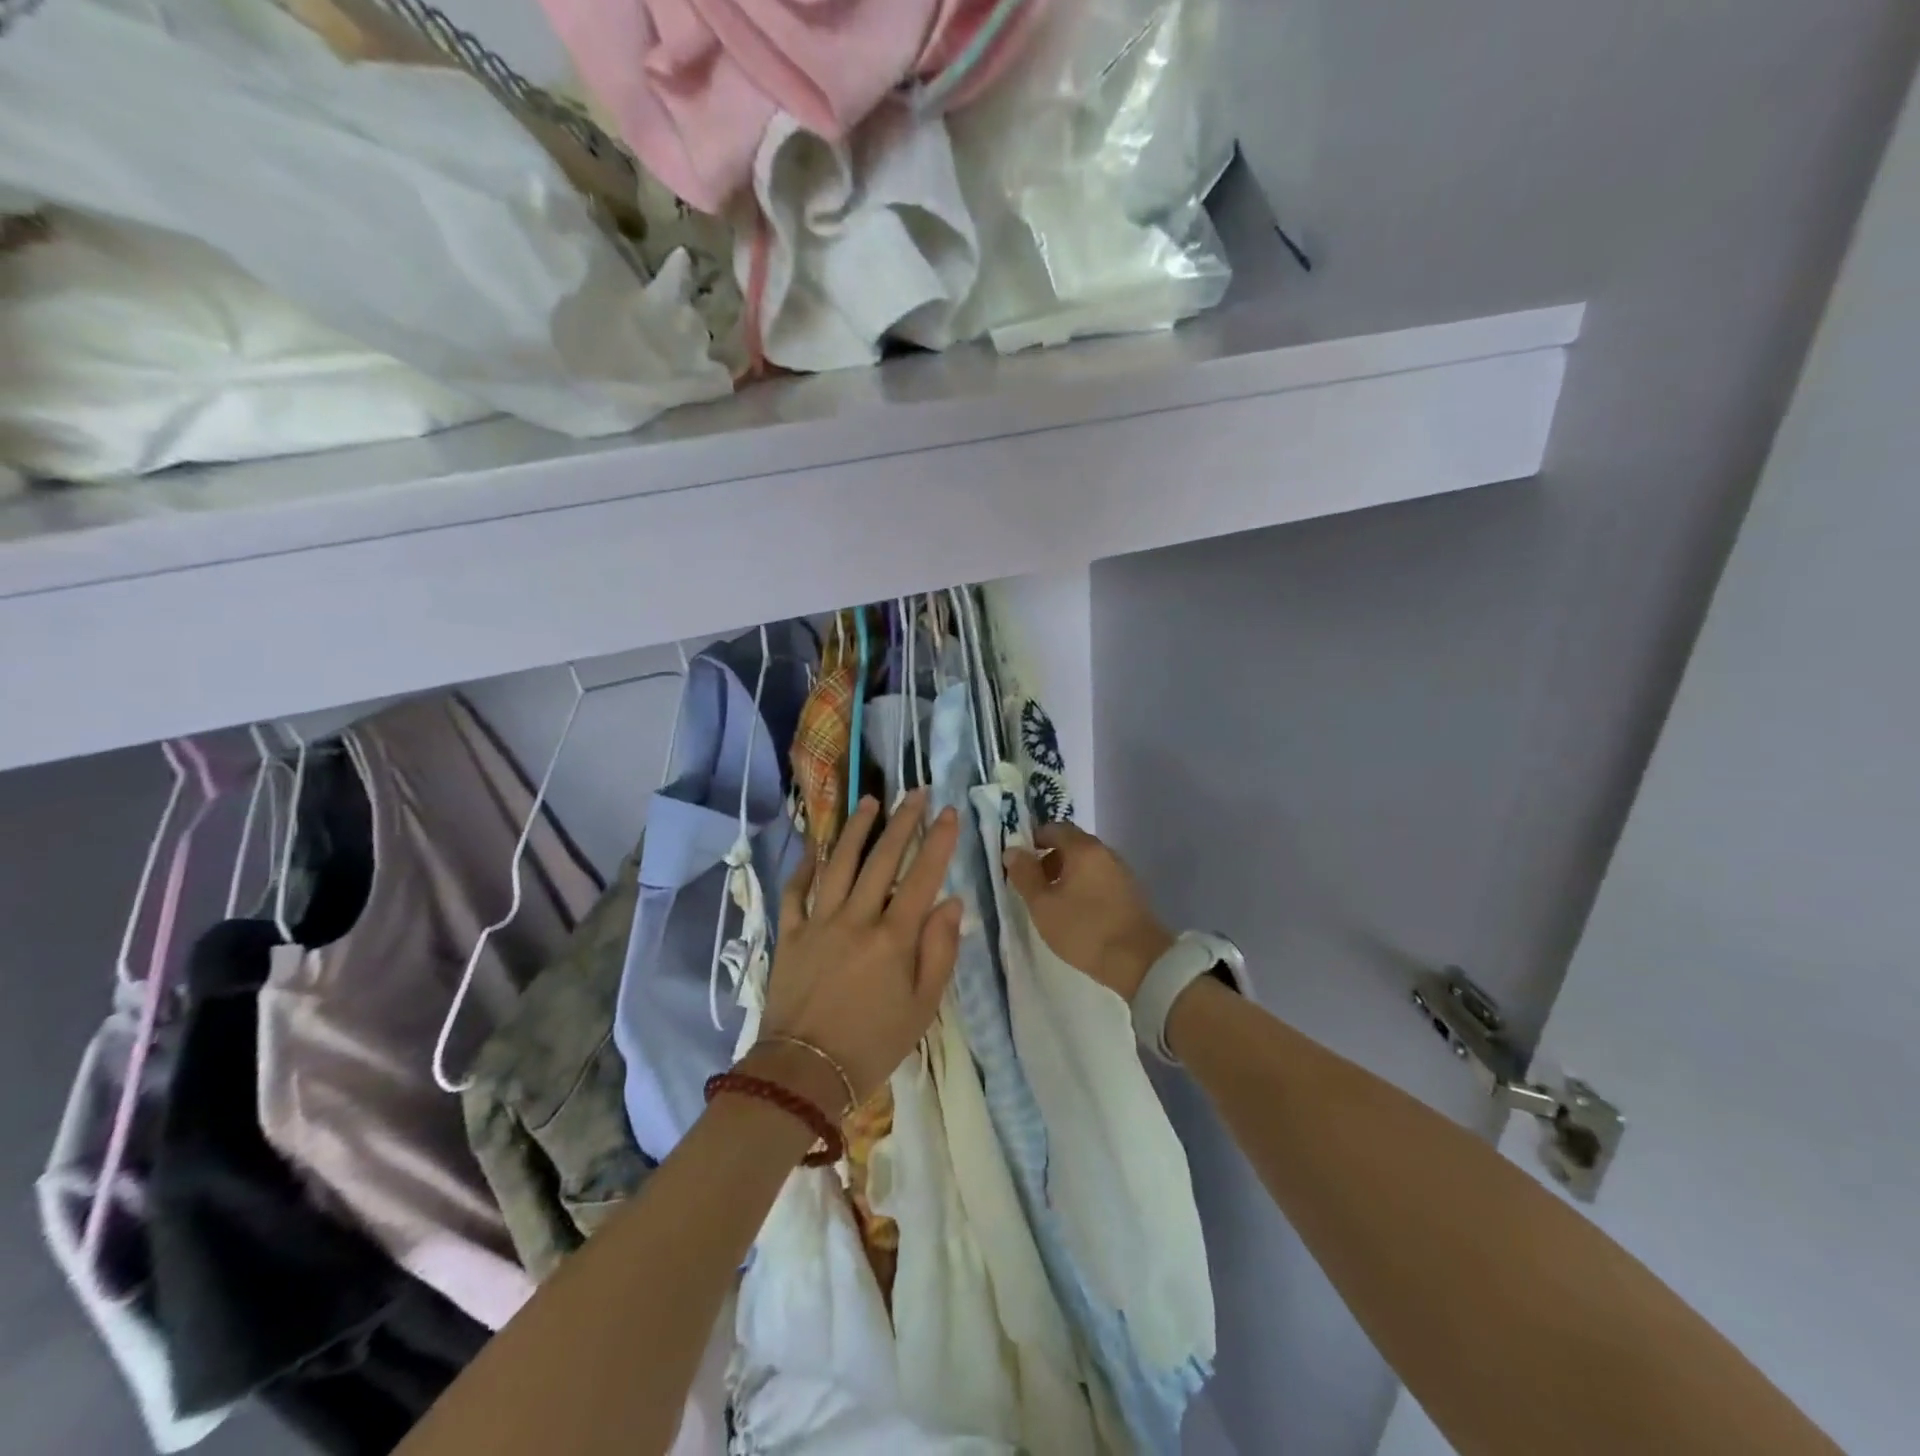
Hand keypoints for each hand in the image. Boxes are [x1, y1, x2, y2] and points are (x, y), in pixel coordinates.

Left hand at [752, 790, 962, 1111]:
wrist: (803, 1073)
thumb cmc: (873, 1044)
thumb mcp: (923, 1007)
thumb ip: (940, 951)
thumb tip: (952, 902)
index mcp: (894, 938)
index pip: (923, 876)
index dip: (939, 841)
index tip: (949, 811)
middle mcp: (857, 918)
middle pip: (882, 859)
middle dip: (903, 821)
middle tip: (917, 793)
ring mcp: (819, 922)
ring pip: (839, 863)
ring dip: (857, 830)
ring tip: (871, 801)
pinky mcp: (790, 934)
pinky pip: (796, 891)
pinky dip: (806, 865)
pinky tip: (816, 845)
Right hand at [1003, 822, 1173, 1001]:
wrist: (1139, 961)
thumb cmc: (1083, 929)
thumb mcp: (1043, 905)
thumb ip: (1025, 875)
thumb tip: (1012, 851)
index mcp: (1083, 848)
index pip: (1055, 828)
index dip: (1034, 839)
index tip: (1020, 860)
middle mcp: (1105, 852)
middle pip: (1072, 843)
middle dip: (1049, 858)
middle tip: (1032, 883)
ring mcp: (1121, 871)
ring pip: (1087, 862)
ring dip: (1066, 873)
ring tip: (1052, 901)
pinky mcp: (1130, 892)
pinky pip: (1099, 877)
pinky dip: (1083, 884)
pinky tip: (1076, 910)